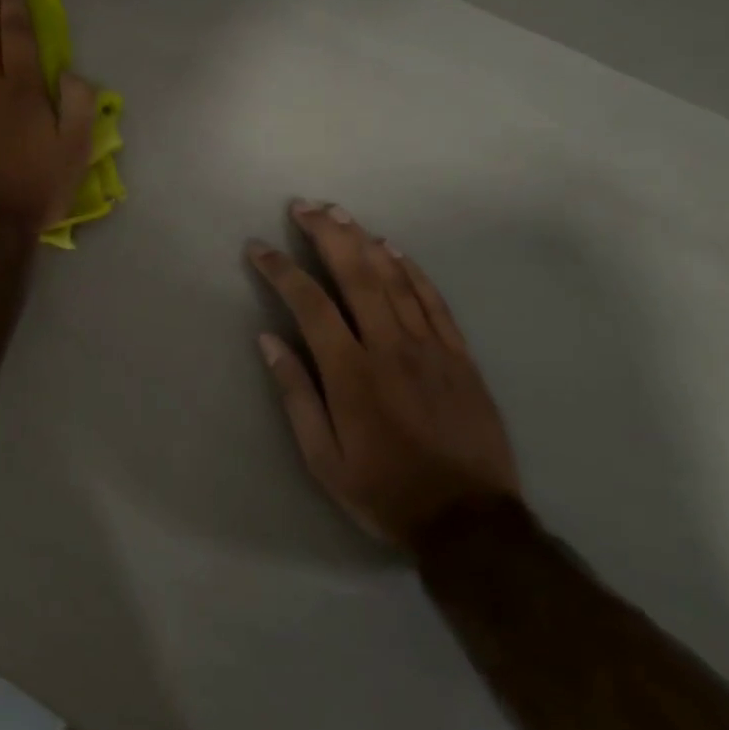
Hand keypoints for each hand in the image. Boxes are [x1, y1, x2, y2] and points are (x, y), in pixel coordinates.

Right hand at [247, 201, 519, 549]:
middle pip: (357, 275)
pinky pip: (434, 301)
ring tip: (340, 214)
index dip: (281, 270)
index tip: (258, 248)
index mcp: (351, 373)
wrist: (470, 523)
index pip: (310, 304)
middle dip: (327, 235)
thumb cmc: (384, 491)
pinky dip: (413, 270)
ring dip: (364, 241)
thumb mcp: (323, 458)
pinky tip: (395, 249)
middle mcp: (390, 348)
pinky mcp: (460, 356)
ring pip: (395, 279)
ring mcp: (430, 348)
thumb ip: (295, 394)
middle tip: (304, 206)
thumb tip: (268, 340)